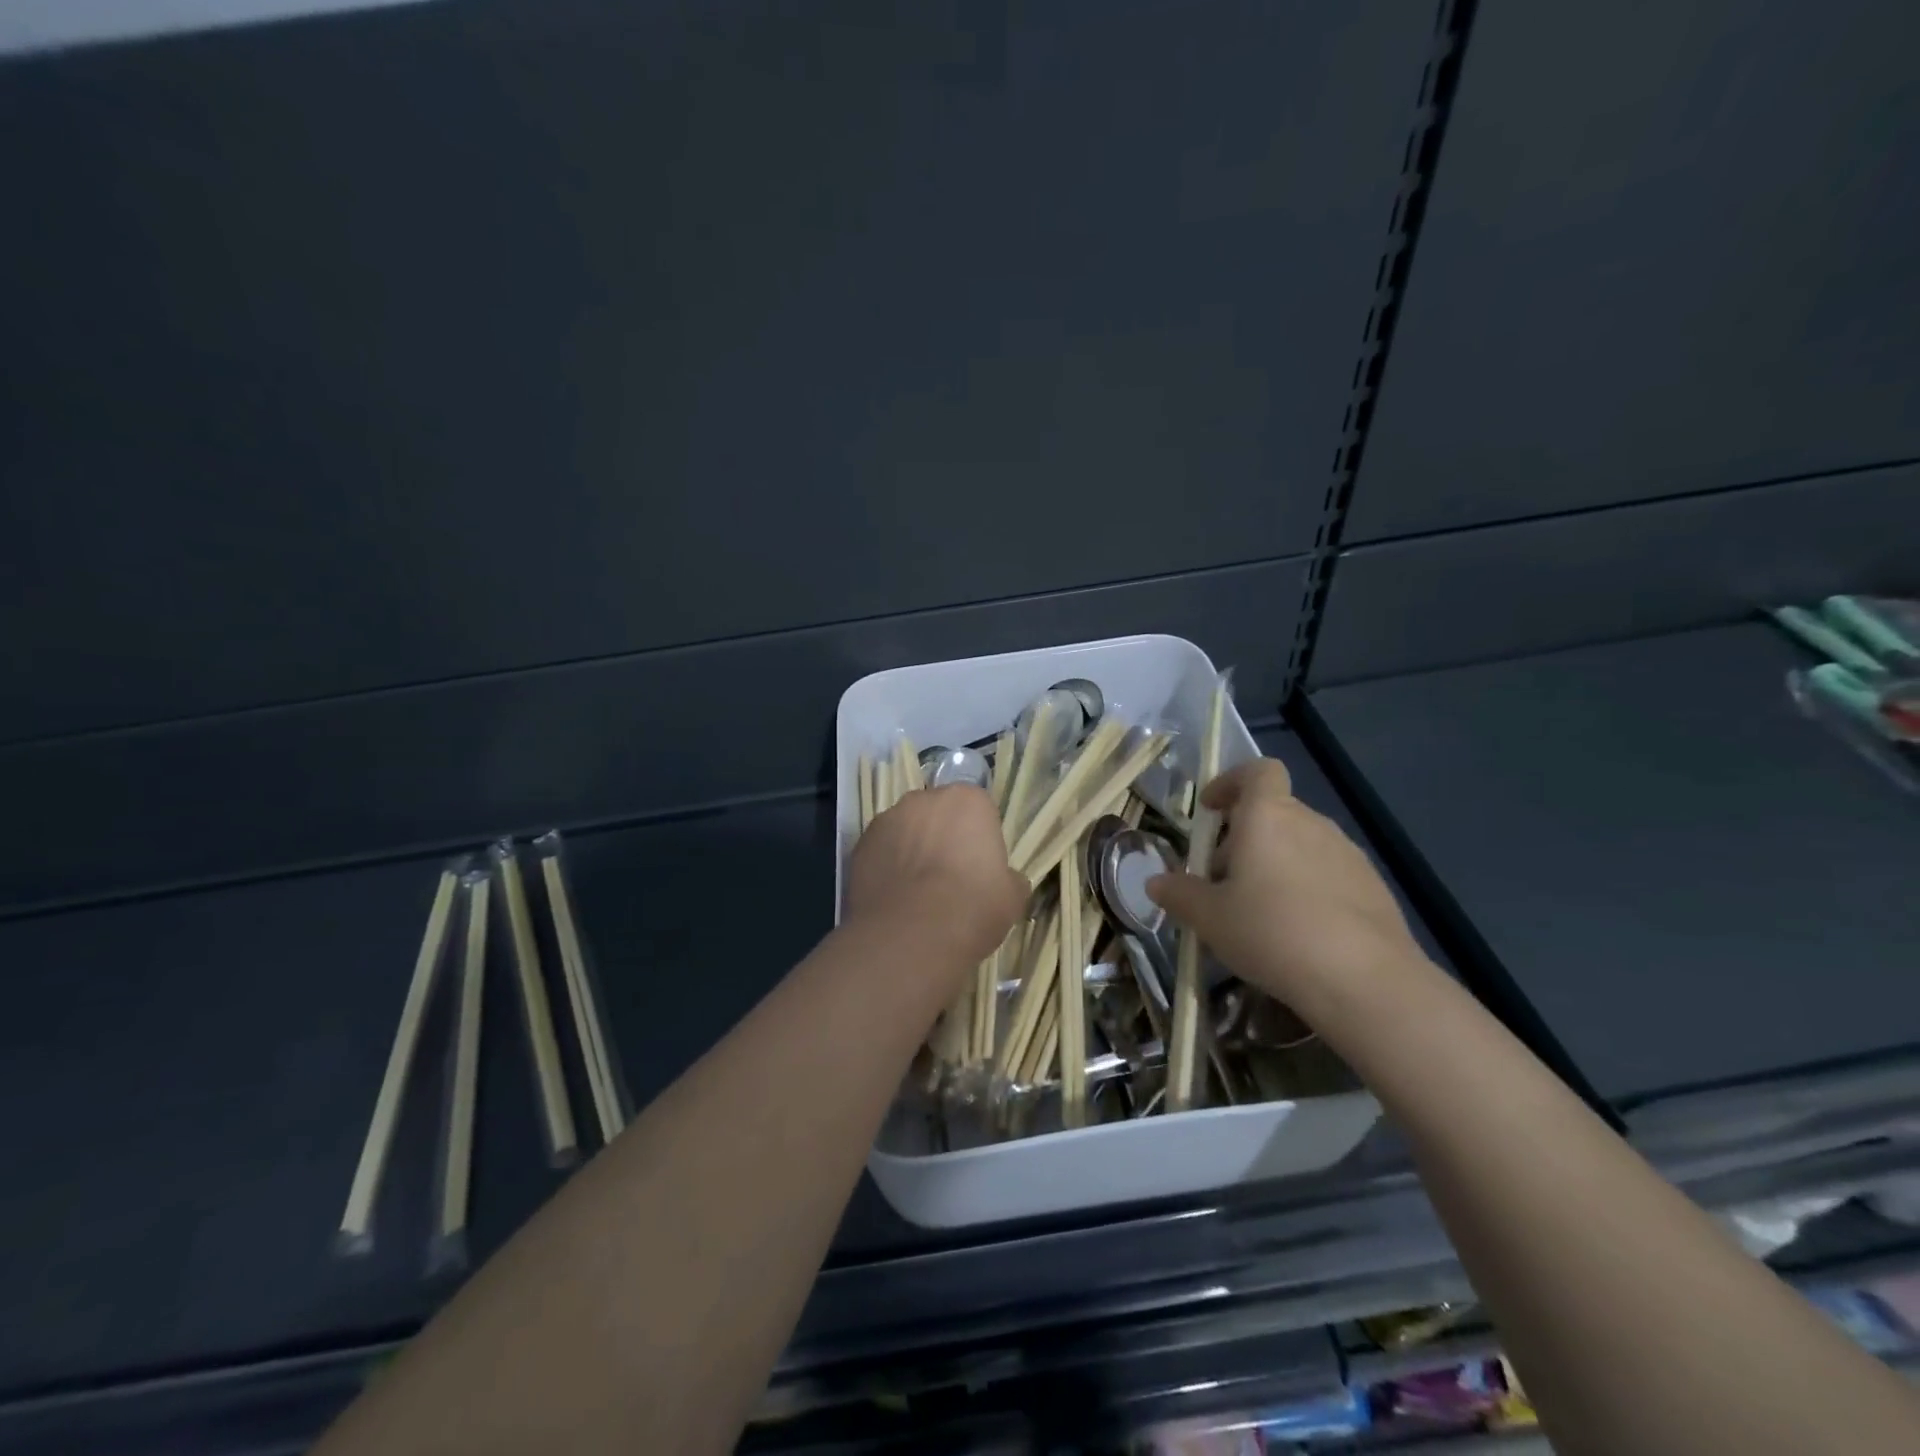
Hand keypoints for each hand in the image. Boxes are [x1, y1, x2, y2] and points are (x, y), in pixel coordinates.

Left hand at [844, 785, 1027, 967]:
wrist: (911, 935)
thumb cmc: (973, 908)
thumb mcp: (1012, 896)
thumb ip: (1009, 878)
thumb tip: (1005, 880)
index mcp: (967, 800)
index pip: (978, 809)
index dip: (979, 838)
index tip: (980, 866)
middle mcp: (924, 799)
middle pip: (937, 813)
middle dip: (942, 836)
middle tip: (949, 877)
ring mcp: (887, 820)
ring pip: (905, 830)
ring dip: (911, 850)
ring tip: (917, 893)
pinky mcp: (859, 845)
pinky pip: (880, 852)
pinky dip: (886, 867)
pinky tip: (894, 900)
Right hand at [1146, 759, 1428, 1015]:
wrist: (1365, 981)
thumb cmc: (1271, 932)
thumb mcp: (1209, 918)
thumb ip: (1179, 894)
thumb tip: (1156, 882)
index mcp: (1267, 816)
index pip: (1257, 771)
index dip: (1232, 782)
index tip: (1212, 810)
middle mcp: (1310, 823)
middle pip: (1273, 813)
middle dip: (1243, 838)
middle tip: (1222, 881)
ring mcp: (1347, 854)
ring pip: (1300, 844)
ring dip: (1275, 864)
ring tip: (1259, 912)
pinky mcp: (1374, 886)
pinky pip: (1328, 873)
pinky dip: (1307, 888)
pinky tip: (1299, 932)